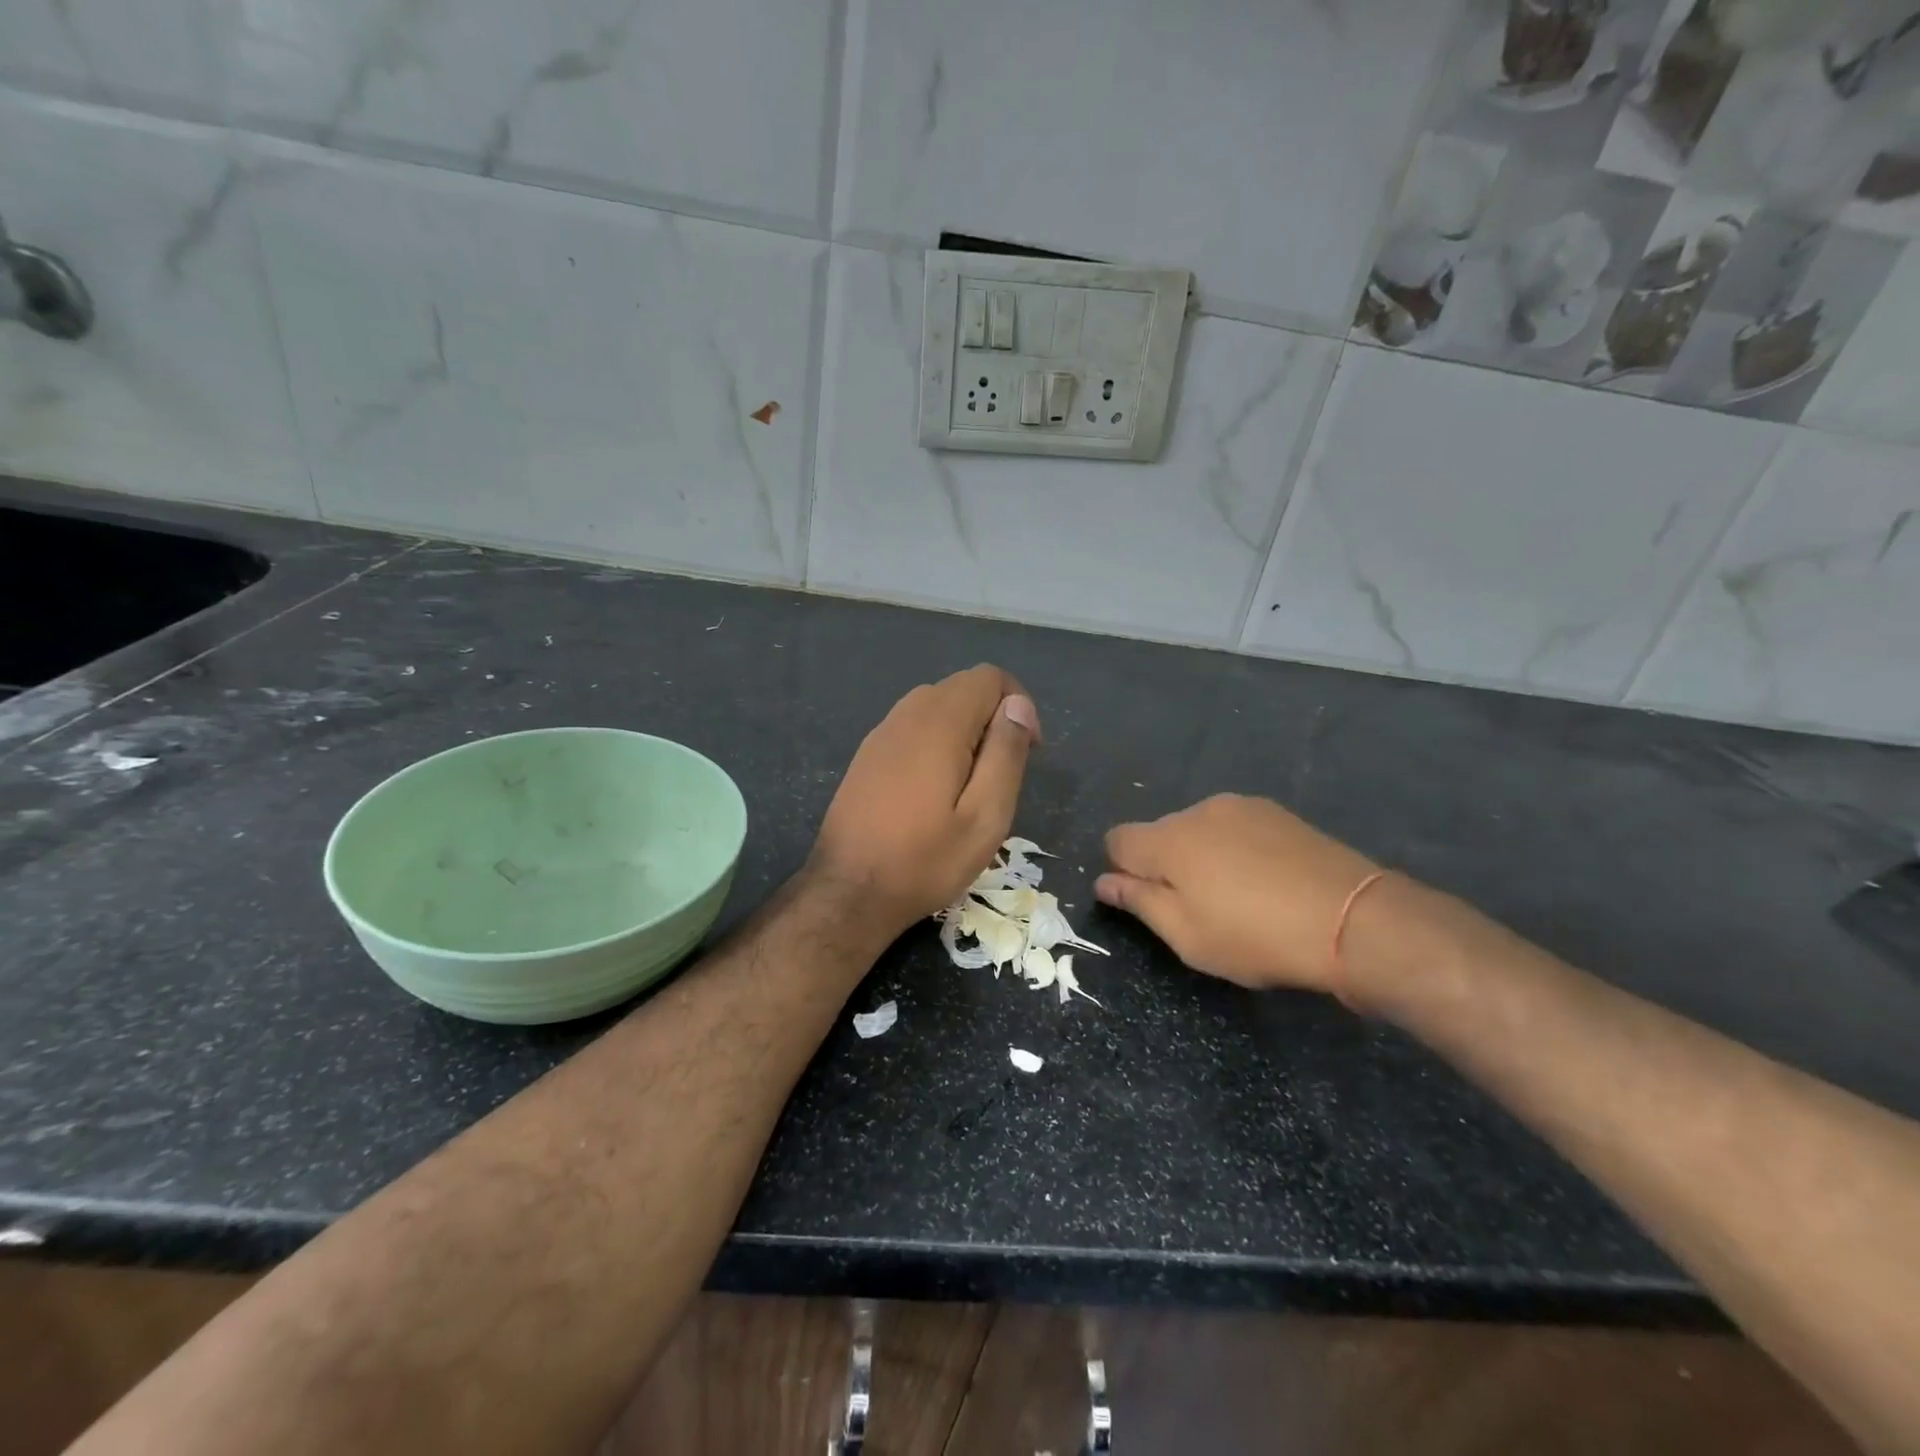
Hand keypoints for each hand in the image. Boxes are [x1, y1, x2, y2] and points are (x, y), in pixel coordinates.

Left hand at [808, 665, 1040, 940]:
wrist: (849, 892)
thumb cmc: (925, 860)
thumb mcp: (985, 817)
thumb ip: (1006, 753)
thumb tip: (1018, 705)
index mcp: (940, 723)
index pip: (989, 677)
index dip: (1018, 704)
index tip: (1028, 750)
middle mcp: (907, 715)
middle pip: (962, 687)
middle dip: (992, 717)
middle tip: (1001, 773)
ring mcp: (882, 733)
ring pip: (936, 706)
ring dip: (964, 730)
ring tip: (971, 784)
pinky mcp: (867, 755)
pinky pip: (912, 727)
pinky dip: (936, 741)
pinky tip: (934, 791)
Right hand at [1096, 794, 1378, 993]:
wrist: (1353, 919)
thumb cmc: (1256, 936)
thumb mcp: (1187, 935)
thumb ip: (1139, 902)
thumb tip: (1104, 881)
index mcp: (1168, 839)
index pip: (1117, 840)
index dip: (1122, 871)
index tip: (1148, 901)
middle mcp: (1199, 811)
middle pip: (1160, 833)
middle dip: (1165, 865)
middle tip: (1198, 909)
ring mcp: (1242, 807)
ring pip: (1200, 829)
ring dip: (1202, 856)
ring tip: (1239, 896)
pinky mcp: (1278, 812)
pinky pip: (1236, 828)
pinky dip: (1236, 849)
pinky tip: (1267, 881)